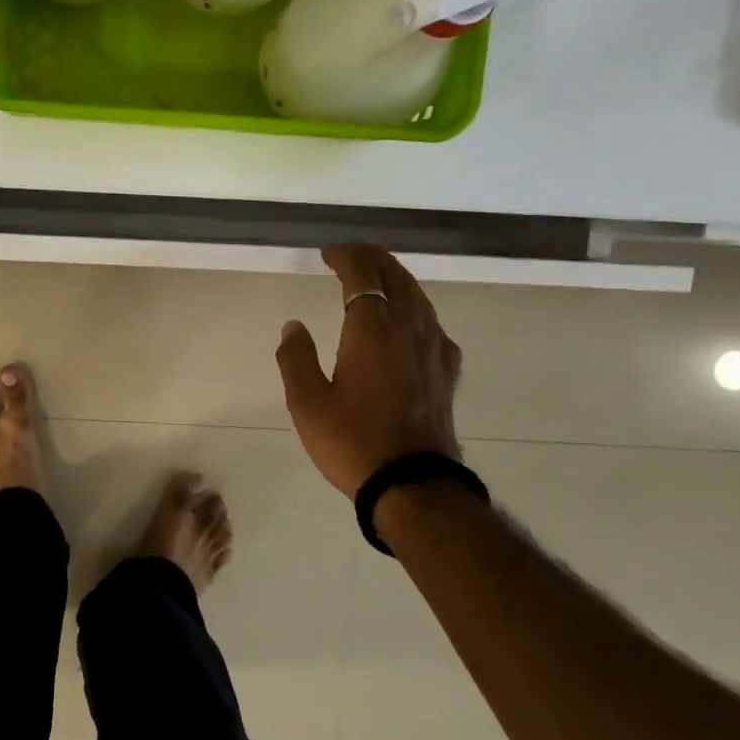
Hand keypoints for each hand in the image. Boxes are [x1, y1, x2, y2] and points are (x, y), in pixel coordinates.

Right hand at [275, 245, 461, 497]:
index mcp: (372, 332)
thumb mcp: (307, 403)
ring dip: (396, 278)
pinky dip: (415, 306)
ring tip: (376, 276)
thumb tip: (294, 326)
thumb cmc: (352, 442)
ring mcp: (433, 350)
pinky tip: (409, 320)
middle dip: (373, 259)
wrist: (413, 486)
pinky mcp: (445, 372)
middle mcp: (408, 331)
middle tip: (350, 255)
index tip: (328, 253)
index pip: (363, 276)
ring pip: (419, 297)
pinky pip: (432, 322)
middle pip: (397, 277)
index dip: (347, 257)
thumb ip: (296, 358)